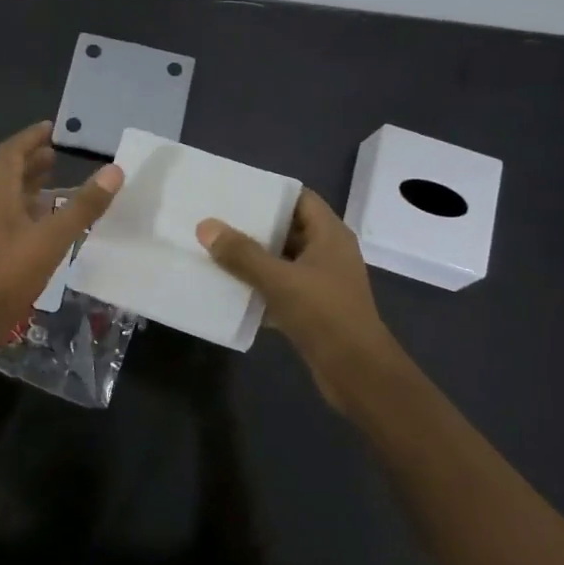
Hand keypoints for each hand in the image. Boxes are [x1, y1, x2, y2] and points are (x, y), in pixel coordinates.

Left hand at [0, 121, 123, 350]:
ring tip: (60, 183)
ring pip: (12, 198)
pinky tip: (53, 225)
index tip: (52, 128)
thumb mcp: (51, 238)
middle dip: (33, 160)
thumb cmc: (5, 273)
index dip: (30, 137)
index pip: (11, 152)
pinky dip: (34, 213)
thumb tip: (114, 170)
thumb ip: (83, 206)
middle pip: (10, 173)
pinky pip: (15, 221)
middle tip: (59, 154)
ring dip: (33, 186)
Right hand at [197, 189, 399, 408]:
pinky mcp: (314, 308)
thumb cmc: (324, 315)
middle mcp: (328, 252)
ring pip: (282, 260)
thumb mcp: (279, 280)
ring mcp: (322, 281)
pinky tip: (230, 288)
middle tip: (216, 220)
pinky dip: (260, 286)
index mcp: (330, 234)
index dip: (269, 192)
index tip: (235, 191)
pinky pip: (282, 287)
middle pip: (288, 228)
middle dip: (254, 226)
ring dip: (254, 258)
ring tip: (215, 250)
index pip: (299, 198)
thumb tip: (206, 226)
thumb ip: (242, 254)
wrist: (357, 373)